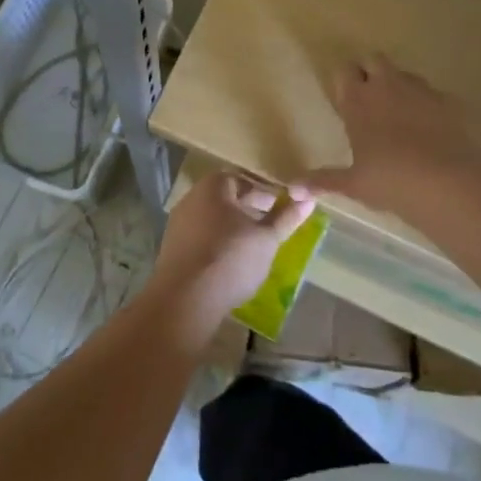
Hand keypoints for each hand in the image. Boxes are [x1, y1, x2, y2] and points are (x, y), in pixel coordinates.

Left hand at [144, 172, 315, 342]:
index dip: (263, 194)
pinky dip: (216, 244)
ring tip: (253, 248)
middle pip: (225, 199)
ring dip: (232, 229)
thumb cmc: (231, 258)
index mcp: (213, 186)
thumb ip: (286, 217)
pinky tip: (229, 263)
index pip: (242, 180)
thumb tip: (308, 199)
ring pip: (212, 219)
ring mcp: (178, 223)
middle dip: (248, 211)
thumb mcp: (267, 239)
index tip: (279, 209)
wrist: (185, 299)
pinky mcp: (172, 248)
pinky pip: (200, 238)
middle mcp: (191, 198)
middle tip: (269, 229)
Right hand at [301, 55, 480, 213]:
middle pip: (374, 59)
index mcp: (358, 100)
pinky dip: (428, 105)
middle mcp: (387, 86)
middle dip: (370, 72)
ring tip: (400, 116)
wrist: (448, 184)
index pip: (344, 70)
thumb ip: (323, 180)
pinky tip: (431, 130)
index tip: (346, 99)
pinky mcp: (449, 101)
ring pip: (404, 74)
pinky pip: (433, 94)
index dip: (345, 80)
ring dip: (399, 86)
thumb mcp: (353, 184)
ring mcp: (421, 90)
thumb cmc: (390, 181)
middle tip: (369, 100)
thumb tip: (292, 188)